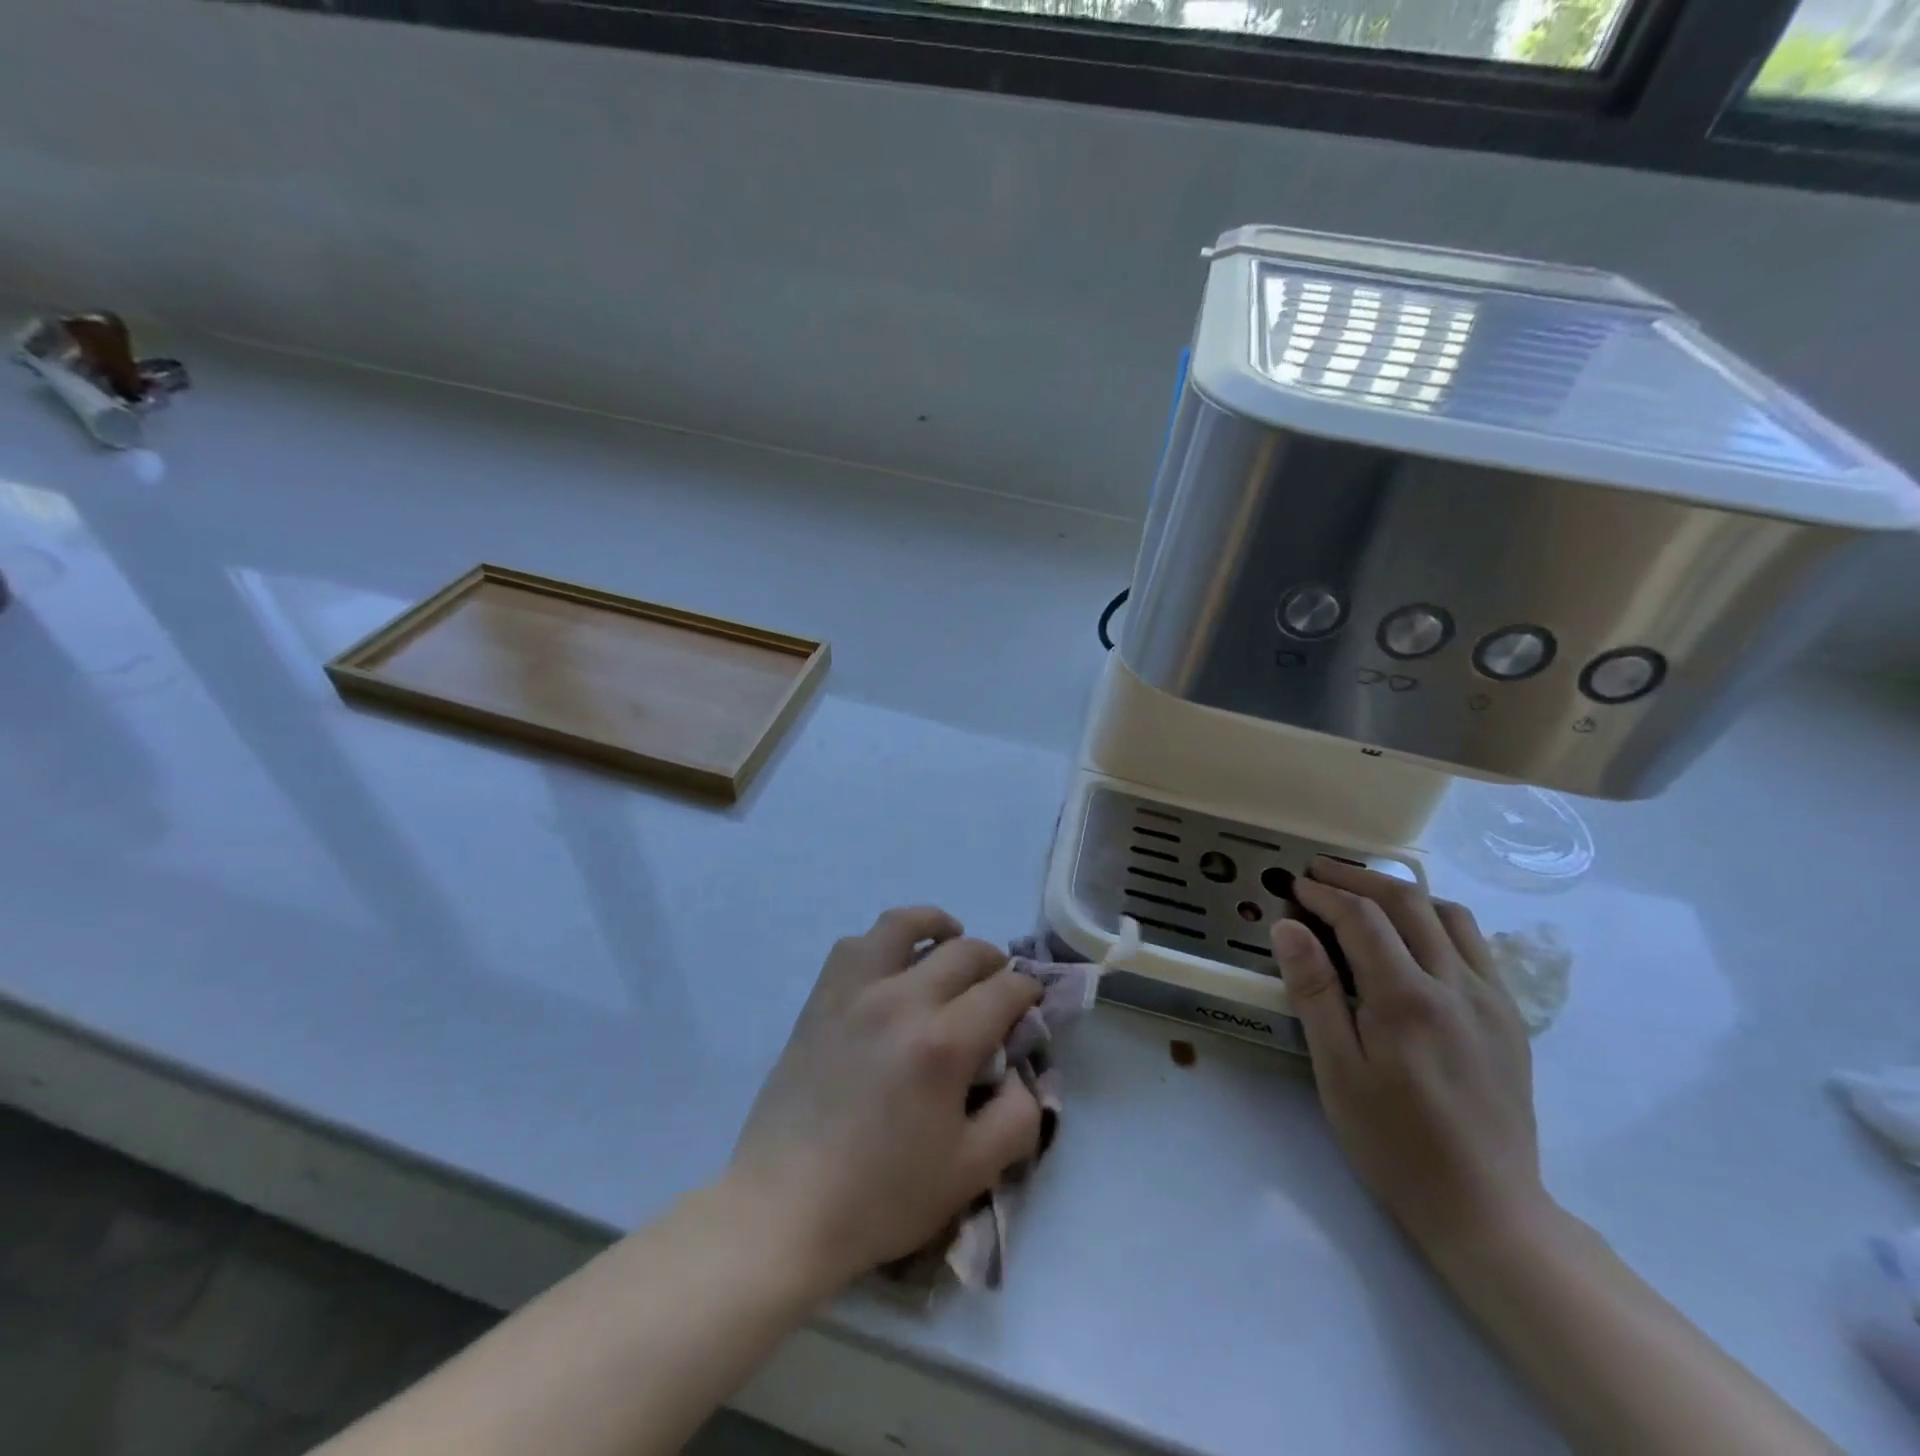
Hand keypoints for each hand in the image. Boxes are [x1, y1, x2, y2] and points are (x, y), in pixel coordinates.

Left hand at [728, 907, 1043, 1289]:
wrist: (786, 1207)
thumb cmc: (882, 1195)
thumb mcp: (971, 1172)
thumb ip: (1017, 1116)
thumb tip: (1021, 1073)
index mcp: (944, 1042)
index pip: (1004, 989)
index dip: (1027, 991)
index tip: (1030, 1003)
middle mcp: (902, 999)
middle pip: (964, 951)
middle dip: (993, 962)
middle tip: (997, 984)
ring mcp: (855, 992)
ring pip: (902, 924)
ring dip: (936, 926)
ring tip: (947, 941)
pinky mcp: (821, 998)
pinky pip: (854, 945)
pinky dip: (882, 942)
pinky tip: (891, 966)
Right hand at [1270, 859, 1547, 1257]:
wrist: (1487, 1208)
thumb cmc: (1394, 1142)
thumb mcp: (1337, 1071)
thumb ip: (1314, 991)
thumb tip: (1288, 927)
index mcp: (1408, 998)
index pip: (1362, 918)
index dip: (1323, 894)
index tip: (1293, 886)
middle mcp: (1456, 984)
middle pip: (1407, 902)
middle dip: (1357, 878)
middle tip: (1319, 872)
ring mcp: (1491, 999)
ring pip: (1449, 915)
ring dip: (1401, 893)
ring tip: (1363, 895)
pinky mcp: (1510, 1018)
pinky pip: (1473, 945)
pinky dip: (1435, 921)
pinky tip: (1413, 938)